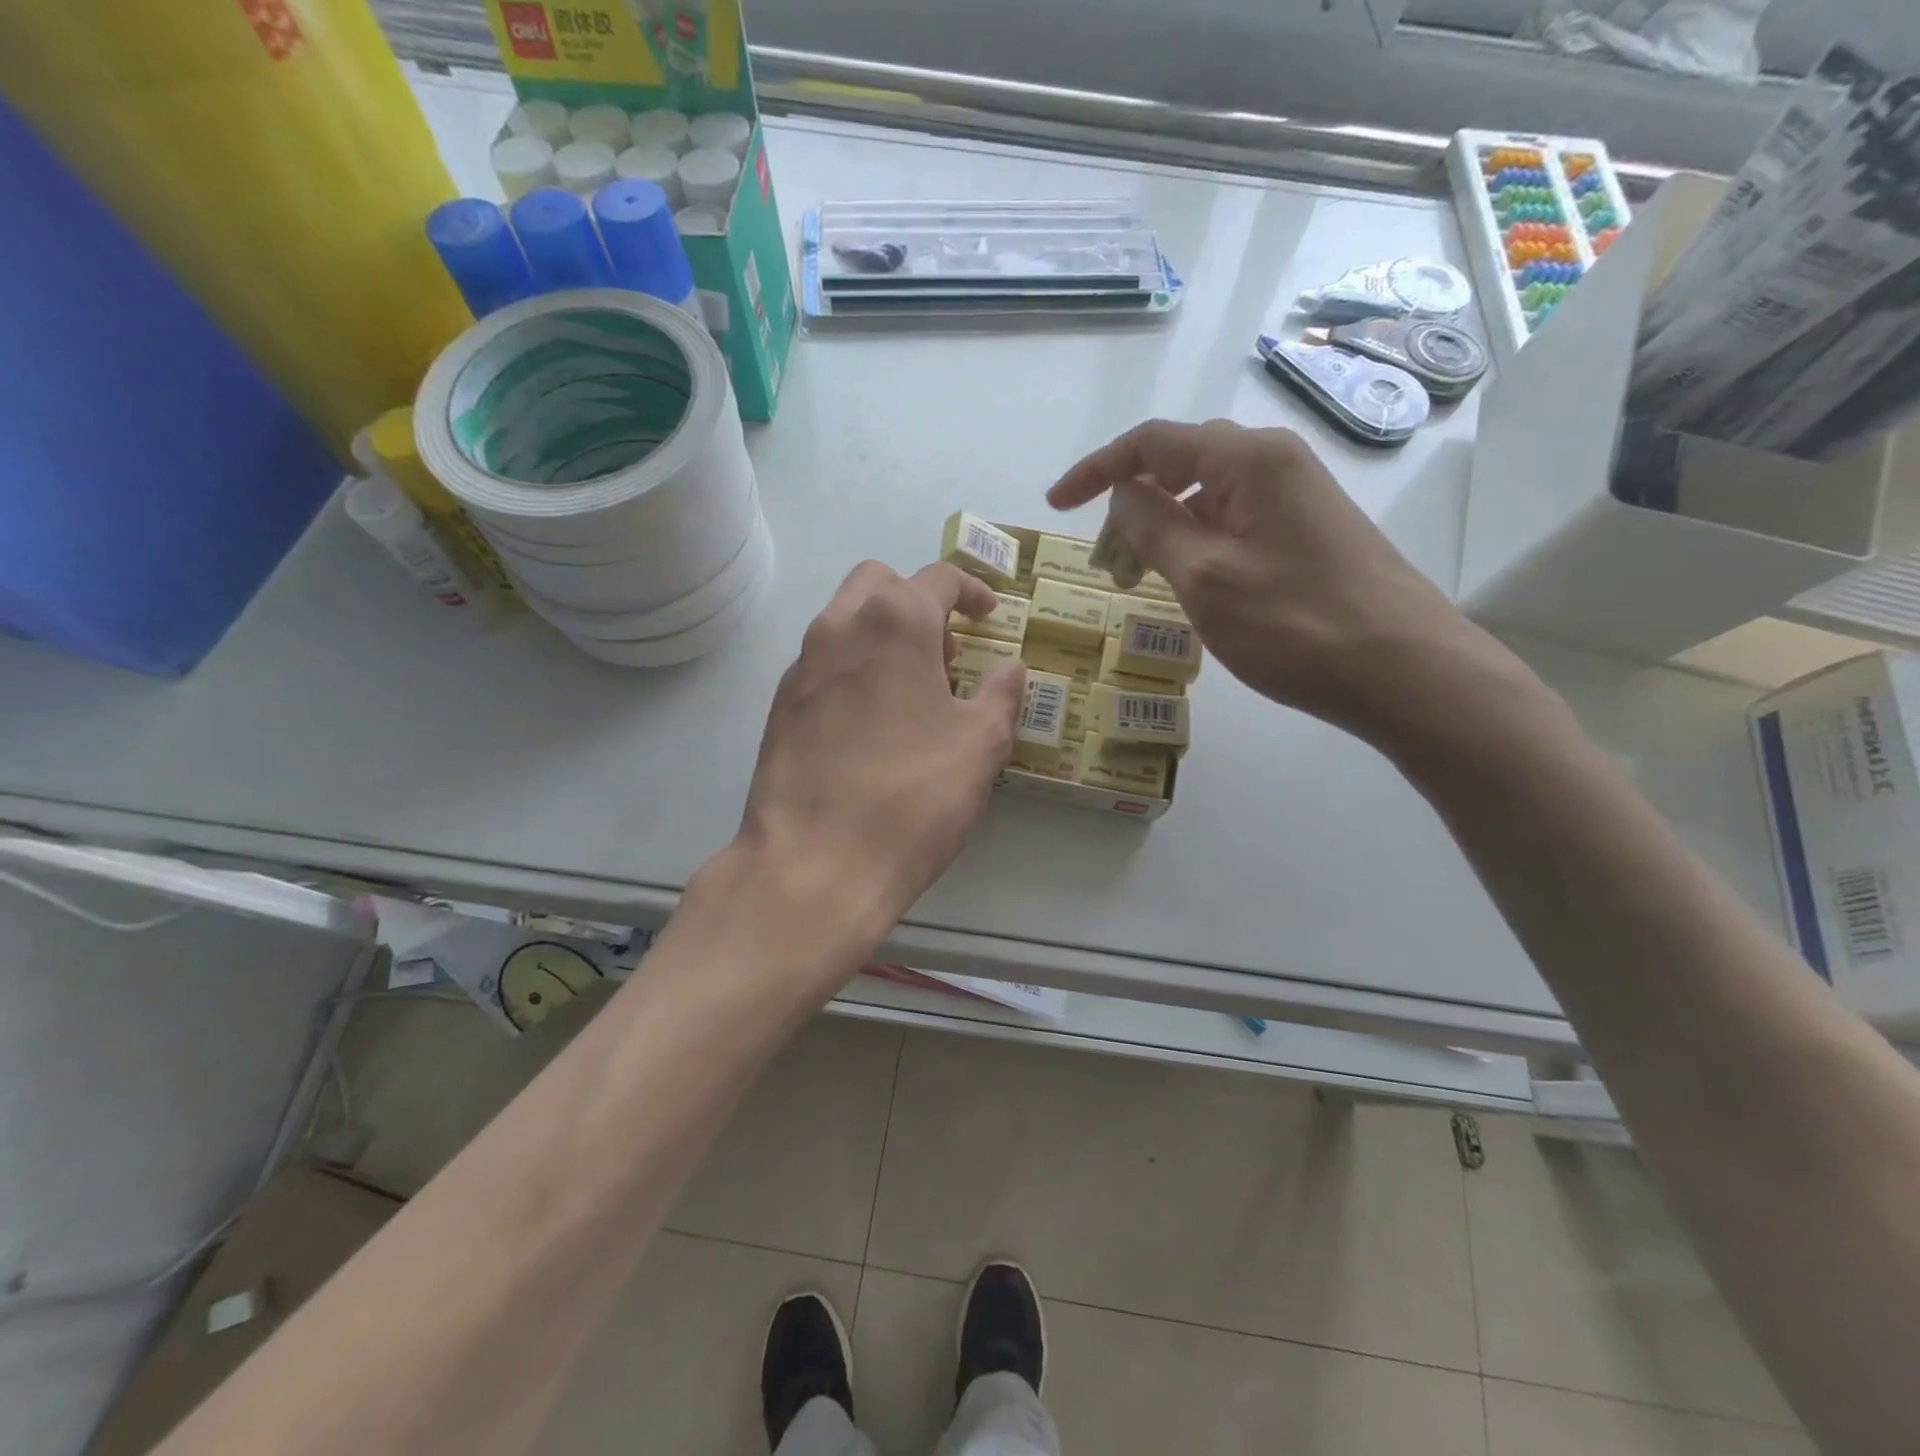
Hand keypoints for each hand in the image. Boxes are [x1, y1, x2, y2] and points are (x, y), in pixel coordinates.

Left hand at [734, 561, 1024, 961]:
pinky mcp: (780, 706)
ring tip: (915, 692)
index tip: (991, 614)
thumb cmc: (912, 797)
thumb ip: (1002, 695)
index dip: (972, 590)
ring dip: (884, 634)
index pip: (938, 577)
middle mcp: (838, 627)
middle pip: (881, 583)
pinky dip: (855, 668)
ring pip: (845, 620)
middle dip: (919, 601)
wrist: (814, 864)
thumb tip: (1012, 668)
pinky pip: (824, 663)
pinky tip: (873, 724)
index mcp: (894, 622)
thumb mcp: (980, 745)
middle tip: (947, 651)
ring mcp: (801, 666)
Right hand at [1048, 419, 1514, 740]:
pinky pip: (1234, 524)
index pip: (1153, 442)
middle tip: (1106, 558)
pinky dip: (1197, 546)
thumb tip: (1124, 494)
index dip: (1097, 470)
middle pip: (1181, 463)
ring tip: (1137, 578)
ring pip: (1208, 498)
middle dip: (1132, 502)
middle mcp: (1274, 464)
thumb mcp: (1206, 578)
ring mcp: (1295, 499)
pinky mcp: (1306, 534)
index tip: (1055, 506)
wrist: (1403, 671)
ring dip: (1164, 529)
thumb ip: (1154, 529)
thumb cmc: (1295, 623)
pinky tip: (1188, 583)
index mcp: (1248, 460)